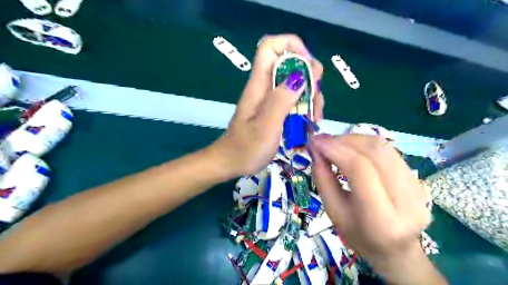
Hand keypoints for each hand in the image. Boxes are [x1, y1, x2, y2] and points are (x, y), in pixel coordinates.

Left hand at [213, 34, 322, 176]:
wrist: (231, 162)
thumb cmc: (246, 148)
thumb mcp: (266, 127)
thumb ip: (281, 101)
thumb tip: (299, 77)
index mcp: (259, 85)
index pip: (271, 47)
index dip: (292, 46)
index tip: (309, 67)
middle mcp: (265, 87)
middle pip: (290, 65)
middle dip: (309, 78)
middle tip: (314, 103)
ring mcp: (270, 98)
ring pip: (296, 83)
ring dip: (310, 96)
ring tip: (314, 119)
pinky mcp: (274, 110)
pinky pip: (294, 99)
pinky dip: (305, 107)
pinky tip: (309, 122)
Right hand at [309, 135, 446, 283]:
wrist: (397, 250)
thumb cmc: (360, 237)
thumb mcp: (335, 214)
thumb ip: (324, 181)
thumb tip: (315, 151)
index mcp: (382, 219)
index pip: (360, 170)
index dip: (335, 150)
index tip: (315, 142)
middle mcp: (407, 200)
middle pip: (373, 152)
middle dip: (343, 141)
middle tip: (322, 141)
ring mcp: (417, 187)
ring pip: (382, 147)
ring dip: (353, 139)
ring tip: (334, 143)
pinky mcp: (418, 178)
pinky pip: (388, 150)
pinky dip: (364, 143)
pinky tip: (351, 147)